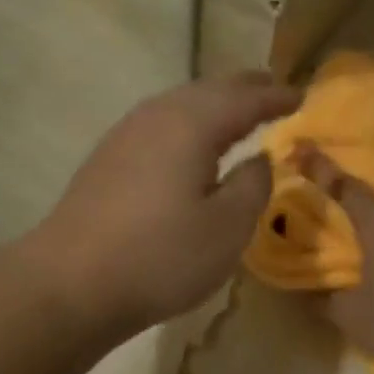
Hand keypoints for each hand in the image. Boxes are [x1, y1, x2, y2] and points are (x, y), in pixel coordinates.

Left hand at [29, 73, 301, 338]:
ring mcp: (124, 136)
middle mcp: (156, 117)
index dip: (275, 97)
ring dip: (212, 105)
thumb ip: (253, 185)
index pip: (244, 99)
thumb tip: (258, 158)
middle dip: (242, 90)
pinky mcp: (106, 160)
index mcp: (191, 124)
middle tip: (271, 91)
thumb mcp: (227, 228)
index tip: (302, 96)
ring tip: (235, 114)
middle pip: (207, 91)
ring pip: (178, 106)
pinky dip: (186, 125)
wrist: (71, 283)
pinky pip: (159, 126)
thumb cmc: (160, 256)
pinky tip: (188, 147)